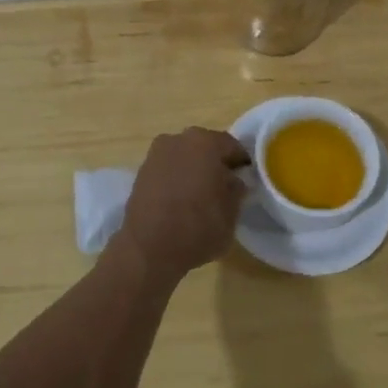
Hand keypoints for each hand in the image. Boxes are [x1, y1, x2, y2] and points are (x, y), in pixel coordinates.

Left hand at [113, 127, 250, 280]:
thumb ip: (237, 190)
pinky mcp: (141, 171)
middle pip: (205, 147)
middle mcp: (179, 139)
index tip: (245, 181)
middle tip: (223, 188)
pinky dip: (176, 179)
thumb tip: (233, 181)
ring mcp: (156, 154)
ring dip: (193, 170)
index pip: (232, 146)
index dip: (241, 164)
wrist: (148, 249)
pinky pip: (168, 169)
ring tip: (200, 196)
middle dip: (215, 164)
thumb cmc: (197, 228)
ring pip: (184, 156)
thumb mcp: (232, 213)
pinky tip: (180, 200)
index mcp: (206, 143)